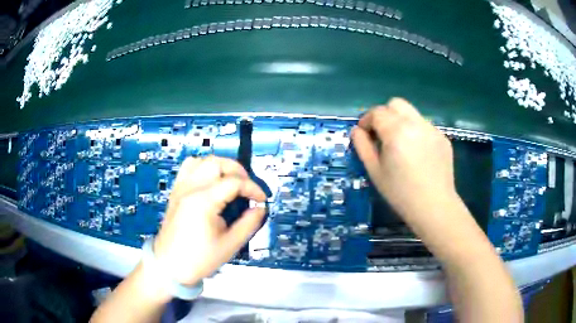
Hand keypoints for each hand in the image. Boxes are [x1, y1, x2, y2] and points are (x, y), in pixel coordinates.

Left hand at [153, 156, 265, 285]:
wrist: (169, 266)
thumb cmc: (199, 259)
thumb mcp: (230, 245)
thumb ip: (249, 224)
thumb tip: (260, 208)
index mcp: (203, 201)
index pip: (234, 182)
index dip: (253, 188)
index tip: (262, 199)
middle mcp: (190, 188)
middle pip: (217, 163)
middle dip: (238, 171)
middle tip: (248, 187)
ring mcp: (180, 188)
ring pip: (201, 160)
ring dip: (220, 166)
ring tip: (230, 181)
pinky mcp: (175, 192)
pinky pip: (188, 168)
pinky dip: (203, 167)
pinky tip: (210, 181)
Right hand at [351, 98, 456, 217]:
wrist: (434, 207)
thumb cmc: (401, 193)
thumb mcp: (375, 172)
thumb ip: (363, 147)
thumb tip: (356, 131)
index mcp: (397, 131)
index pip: (377, 112)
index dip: (366, 120)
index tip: (364, 134)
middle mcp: (416, 123)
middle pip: (396, 104)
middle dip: (384, 114)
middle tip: (382, 135)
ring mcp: (432, 129)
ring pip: (412, 113)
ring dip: (401, 122)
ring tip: (401, 145)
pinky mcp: (443, 137)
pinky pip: (425, 126)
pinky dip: (416, 132)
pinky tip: (418, 154)